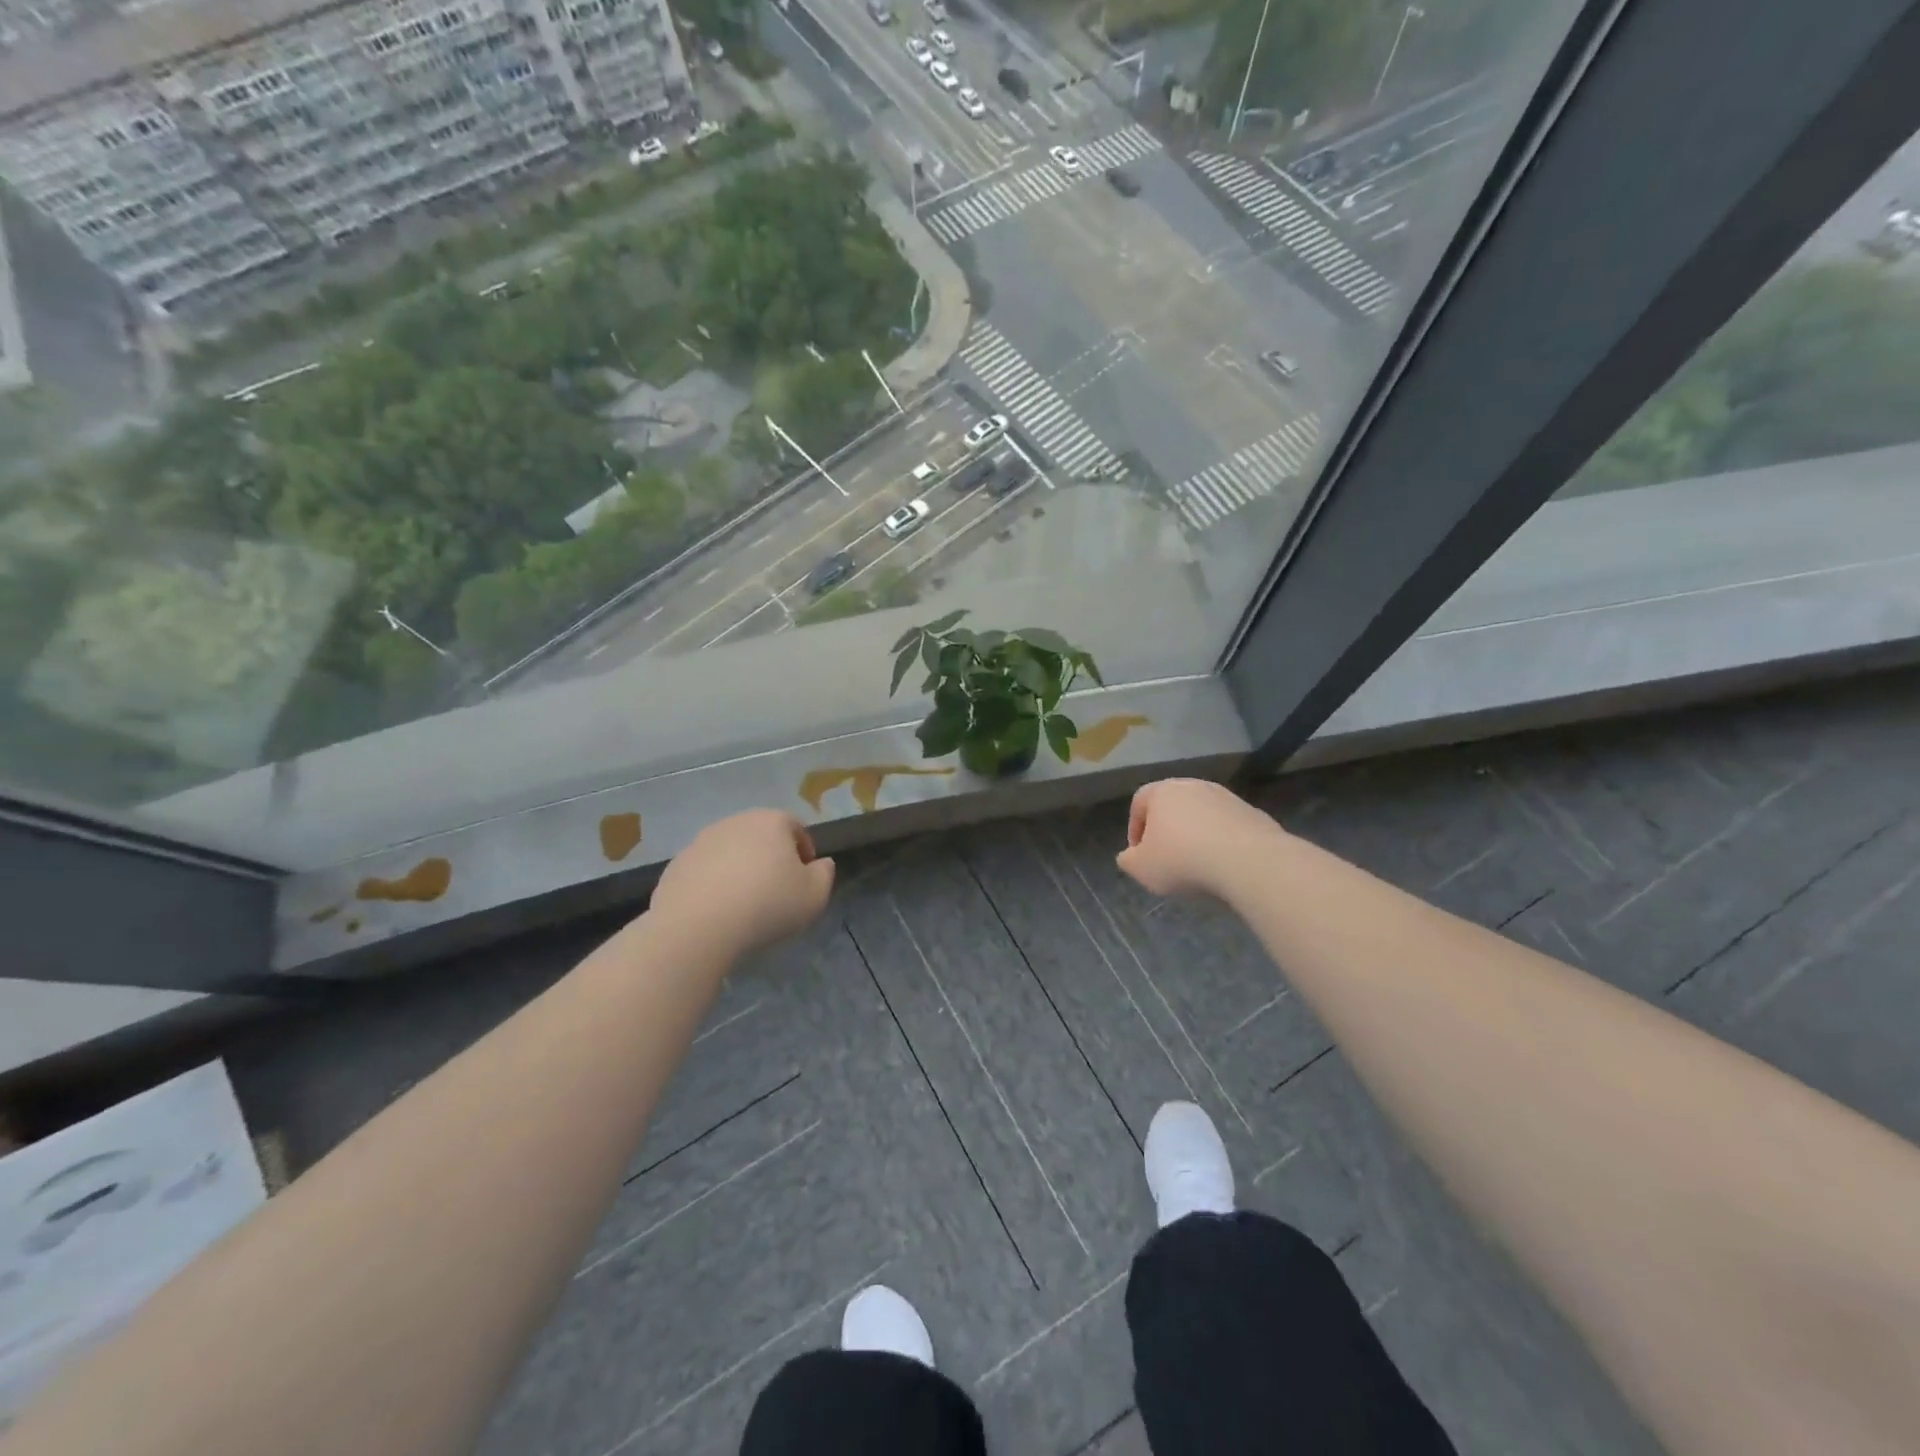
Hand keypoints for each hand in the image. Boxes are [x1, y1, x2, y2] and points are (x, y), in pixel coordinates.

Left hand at [651, 809, 834, 957]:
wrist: (697, 927)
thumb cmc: (766, 905)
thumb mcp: (814, 896)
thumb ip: (825, 875)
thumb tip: (821, 863)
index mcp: (772, 821)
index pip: (796, 828)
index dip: (804, 853)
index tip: (804, 881)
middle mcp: (736, 822)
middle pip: (761, 837)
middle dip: (770, 859)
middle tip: (775, 892)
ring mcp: (702, 841)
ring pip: (731, 852)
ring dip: (740, 870)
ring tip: (744, 904)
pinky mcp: (677, 864)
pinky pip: (705, 871)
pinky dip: (713, 884)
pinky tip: (717, 911)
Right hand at [1116, 778, 1284, 900]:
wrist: (1249, 861)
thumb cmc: (1183, 860)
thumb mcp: (1142, 868)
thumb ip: (1128, 860)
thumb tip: (1130, 856)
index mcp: (1162, 791)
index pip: (1139, 802)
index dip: (1135, 829)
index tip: (1139, 855)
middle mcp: (1194, 786)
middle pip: (1173, 806)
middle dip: (1167, 831)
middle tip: (1167, 859)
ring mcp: (1227, 797)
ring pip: (1202, 816)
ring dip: (1196, 836)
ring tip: (1199, 866)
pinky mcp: (1254, 813)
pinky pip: (1228, 828)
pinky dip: (1222, 843)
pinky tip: (1225, 866)